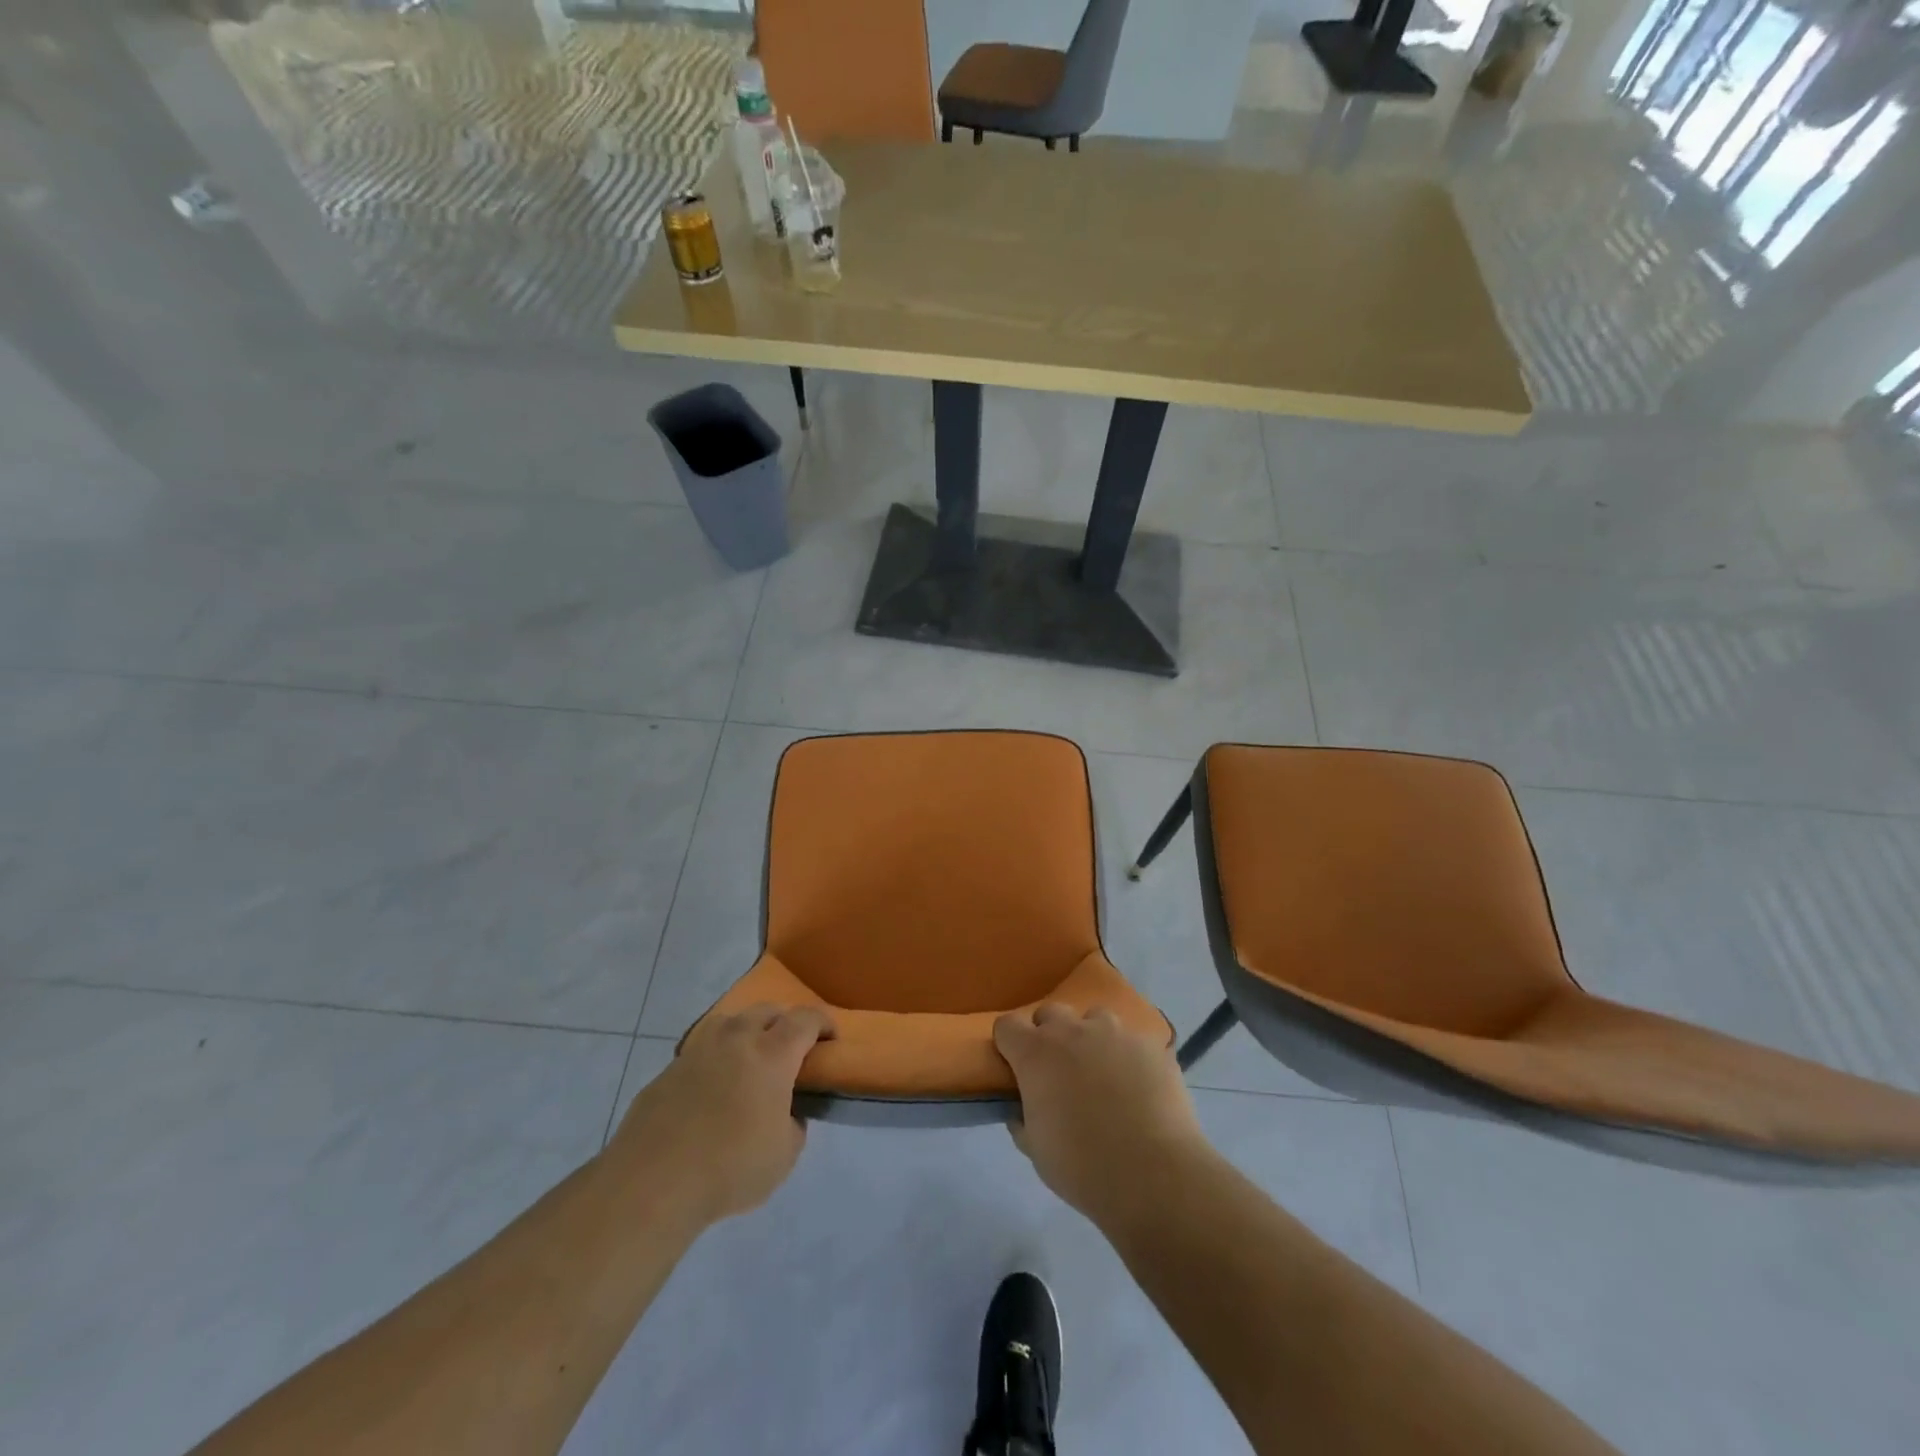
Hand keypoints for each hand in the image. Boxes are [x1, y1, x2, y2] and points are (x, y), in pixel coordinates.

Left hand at [606, 1004, 834, 1229]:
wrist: (652, 1182)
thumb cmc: (730, 1167)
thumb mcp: (784, 1156)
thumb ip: (793, 1125)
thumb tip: (786, 1113)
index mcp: (772, 1054)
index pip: (806, 1019)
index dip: (823, 1023)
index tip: (831, 1037)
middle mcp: (737, 1040)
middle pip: (767, 1011)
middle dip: (785, 1021)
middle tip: (791, 1046)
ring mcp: (698, 1050)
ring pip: (730, 1021)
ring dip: (747, 1030)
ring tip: (749, 1055)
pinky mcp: (668, 1069)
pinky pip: (701, 1049)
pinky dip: (715, 1057)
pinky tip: (712, 1085)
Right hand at [994, 1004, 1208, 1225]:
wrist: (1153, 1174)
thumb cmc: (1083, 1166)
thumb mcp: (1036, 1150)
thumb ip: (1023, 1119)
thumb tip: (1022, 1108)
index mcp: (1036, 1053)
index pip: (1008, 1025)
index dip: (1009, 1044)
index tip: (1015, 1065)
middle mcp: (1073, 1031)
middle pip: (1051, 1013)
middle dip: (1049, 1035)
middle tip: (1059, 1070)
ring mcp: (1116, 1033)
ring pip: (1095, 1019)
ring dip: (1092, 1038)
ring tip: (1104, 1073)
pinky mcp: (1151, 1045)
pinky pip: (1132, 1042)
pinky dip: (1129, 1058)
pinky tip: (1139, 1089)